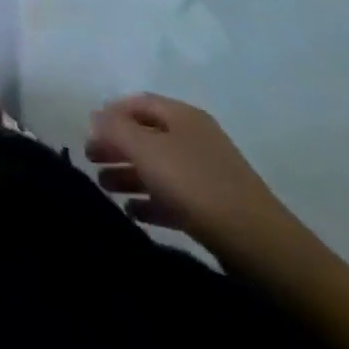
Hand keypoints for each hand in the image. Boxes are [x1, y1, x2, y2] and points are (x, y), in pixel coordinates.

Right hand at [87, 93, 310, 270]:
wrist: (260, 245)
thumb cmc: (196, 185)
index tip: (88, 131)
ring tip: (105, 188)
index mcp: (182, 116)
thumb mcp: (147, 150)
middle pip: (146, 135)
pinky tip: (132, 213)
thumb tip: (96, 116)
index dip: (110, 113)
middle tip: (91, 161)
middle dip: (116, 146)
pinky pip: (173, 197)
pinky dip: (150, 201)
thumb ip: (115, 129)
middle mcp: (194, 138)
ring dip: (129, 175)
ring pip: (157, 167)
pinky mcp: (213, 208)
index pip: (137, 103)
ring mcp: (206, 174)